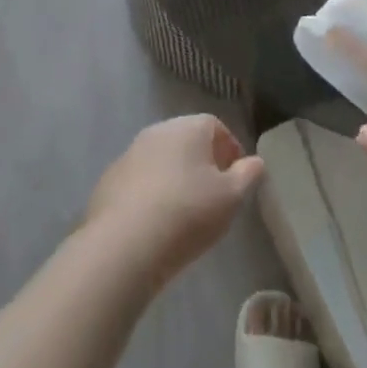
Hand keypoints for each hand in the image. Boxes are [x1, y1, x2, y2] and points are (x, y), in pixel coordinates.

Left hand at [85, 116, 264, 289]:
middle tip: (214, 193)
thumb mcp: (231, 197)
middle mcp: (158, 130)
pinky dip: (151, 192)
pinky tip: (156, 221)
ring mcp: (130, 152)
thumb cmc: (188, 212)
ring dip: (175, 176)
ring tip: (185, 210)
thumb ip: (247, 175)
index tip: (237, 176)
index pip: (215, 126)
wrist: (125, 242)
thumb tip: (255, 161)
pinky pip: (140, 179)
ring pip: (162, 158)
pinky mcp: (110, 177)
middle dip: (202, 161)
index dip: (230, 148)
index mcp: (188, 127)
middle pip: (187, 139)